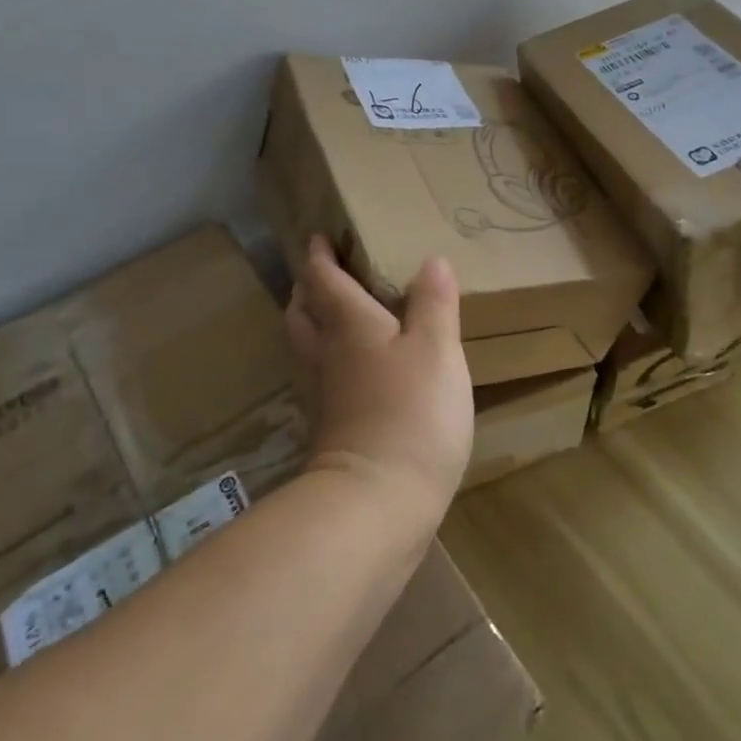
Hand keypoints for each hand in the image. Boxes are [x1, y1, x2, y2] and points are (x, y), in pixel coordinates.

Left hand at [285, 235, 473, 520]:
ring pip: (308, 347)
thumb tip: (431, 260)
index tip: (318, 237)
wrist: (377, 503)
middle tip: (319, 274)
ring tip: (333, 314)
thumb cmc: (411, 413)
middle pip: (304, 314)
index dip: (320, 256)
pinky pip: (322, 377)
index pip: (324, 281)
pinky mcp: (333, 429)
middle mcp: (328, 355)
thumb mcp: (437, 350)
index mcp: (349, 326)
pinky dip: (330, 359)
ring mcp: (326, 396)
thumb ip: (434, 304)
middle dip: (307, 289)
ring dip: (312, 323)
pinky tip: (355, 370)